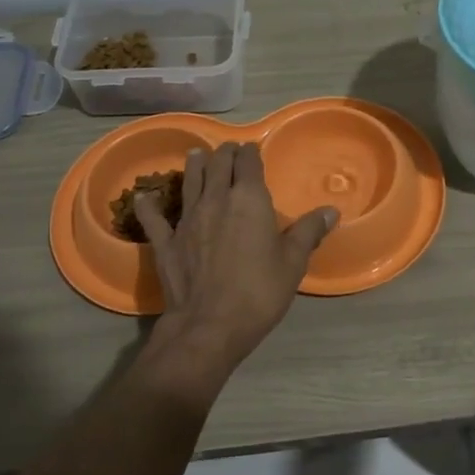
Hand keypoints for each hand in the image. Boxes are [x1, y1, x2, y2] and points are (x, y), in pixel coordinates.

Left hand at [134, 142, 338, 372]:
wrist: (210, 324)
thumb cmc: (259, 291)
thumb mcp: (293, 262)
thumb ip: (309, 232)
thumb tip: (330, 210)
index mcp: (249, 199)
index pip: (248, 162)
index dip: (250, 153)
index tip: (252, 151)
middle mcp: (215, 199)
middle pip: (217, 164)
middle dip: (225, 154)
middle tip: (229, 152)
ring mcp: (186, 218)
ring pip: (189, 181)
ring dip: (194, 165)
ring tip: (196, 155)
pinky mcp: (165, 241)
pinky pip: (153, 217)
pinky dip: (149, 205)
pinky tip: (143, 197)